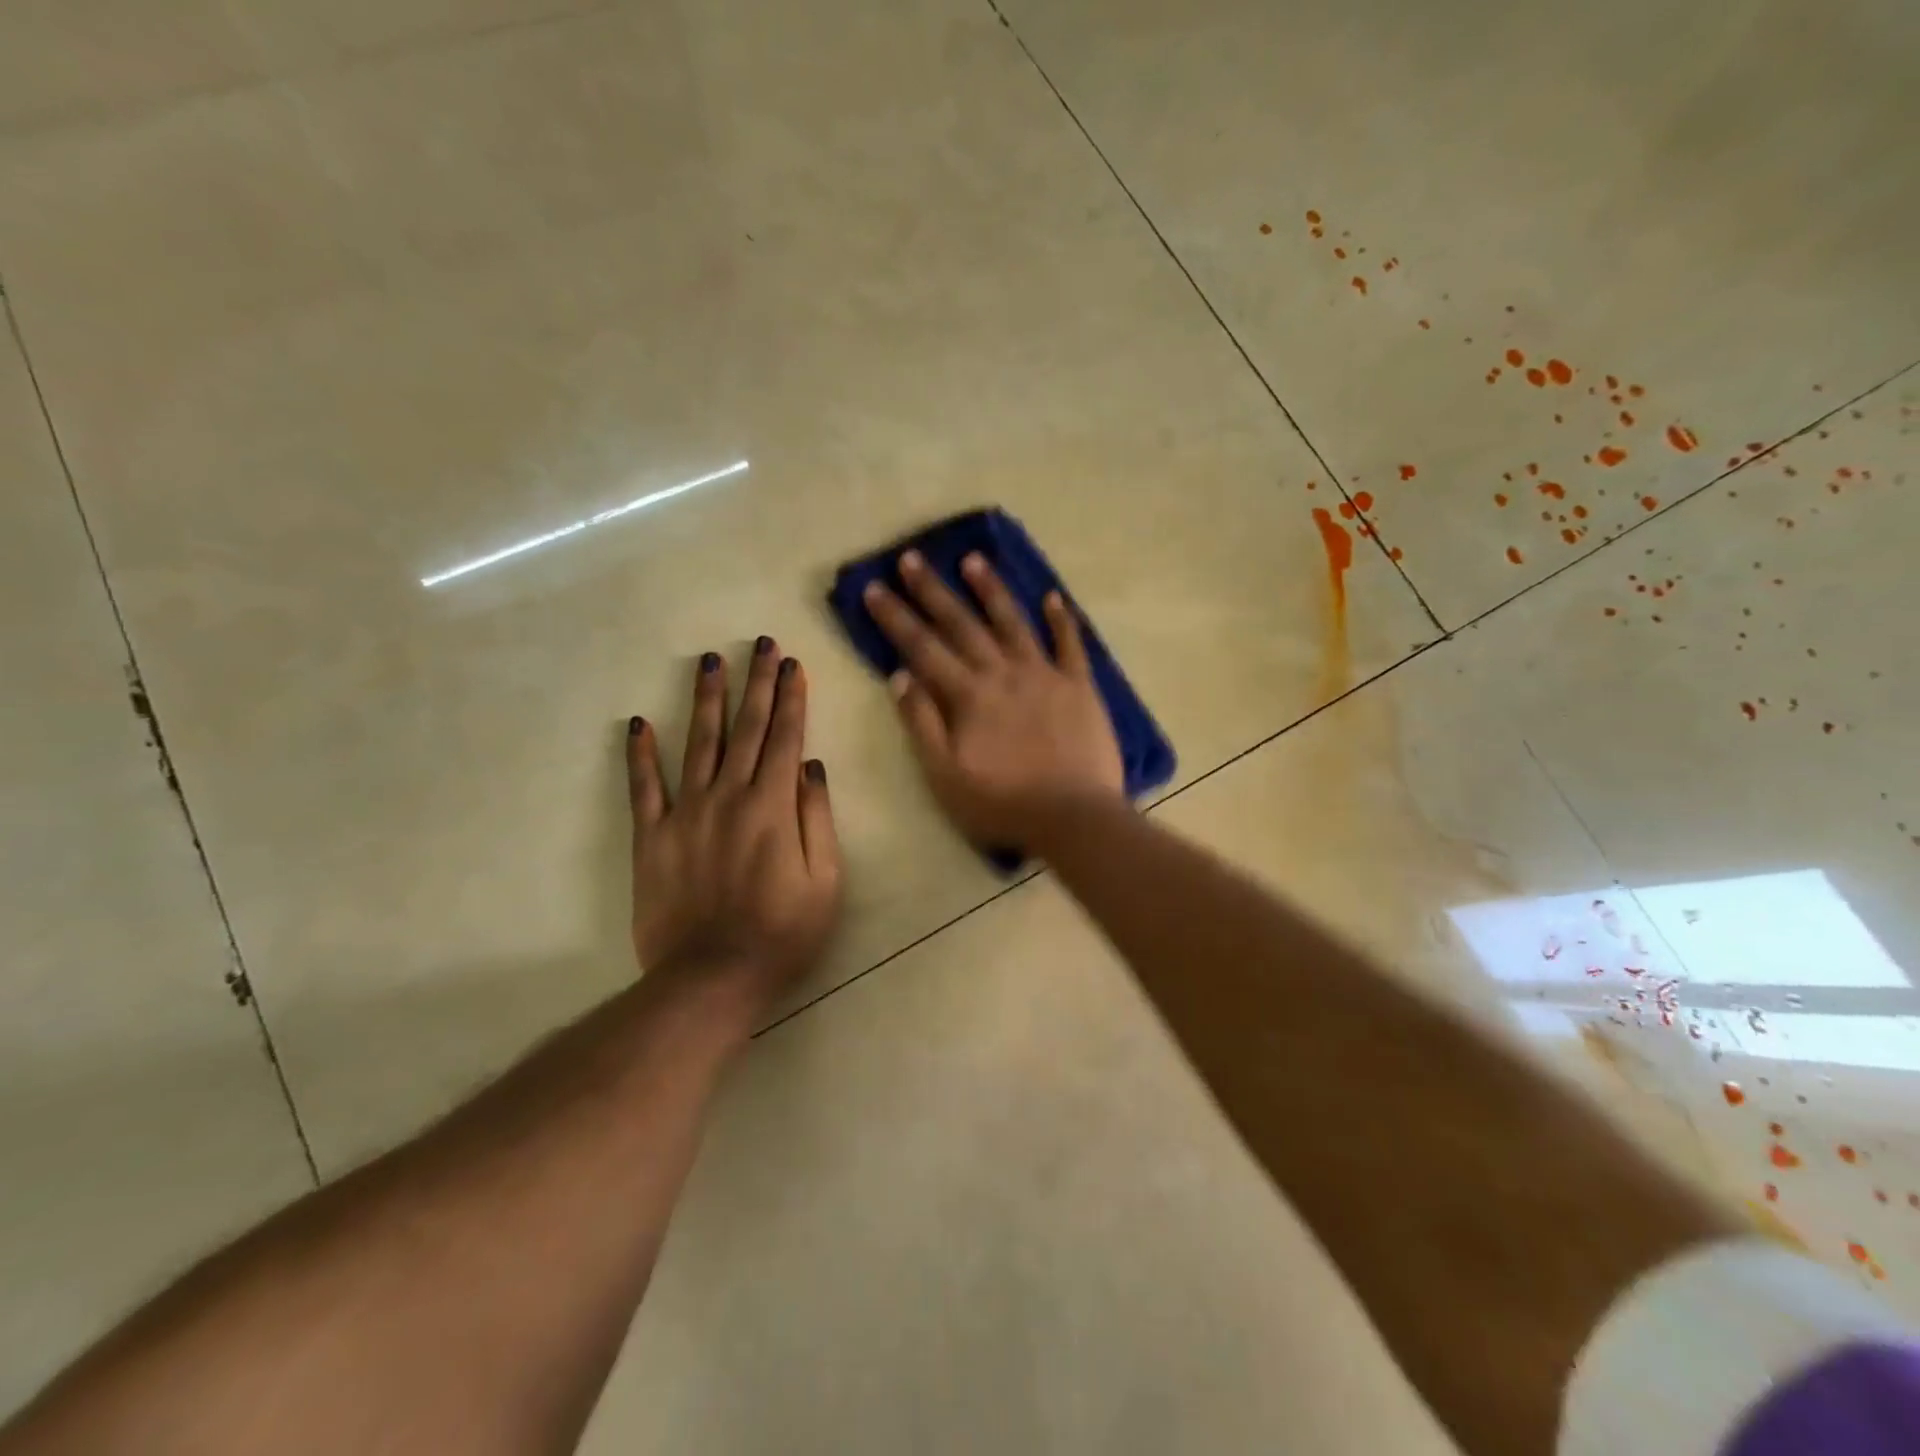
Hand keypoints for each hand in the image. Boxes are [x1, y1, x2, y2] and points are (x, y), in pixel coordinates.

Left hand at [626, 638, 841, 1013]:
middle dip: (755, 682)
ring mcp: (686, 813)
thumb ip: (817, 818)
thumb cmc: (782, 933)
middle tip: (759, 644)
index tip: (792, 664)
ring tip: (709, 662)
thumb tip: (810, 766)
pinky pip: (643, 788)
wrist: (711, 979)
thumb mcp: (825, 881)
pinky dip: (639, 755)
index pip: (784, 737)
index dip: (790, 698)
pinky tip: (638, 723)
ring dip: (706, 700)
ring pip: (698, 744)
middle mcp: (728, 796)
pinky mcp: (652, 837)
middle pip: (745, 729)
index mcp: (773, 806)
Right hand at [863, 551, 1124, 848]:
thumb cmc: (1003, 804)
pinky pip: (1070, 645)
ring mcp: (1044, 675)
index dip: (895, 616)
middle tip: (912, 557)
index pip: (922, 647)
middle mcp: (1003, 673)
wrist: (1074, 818)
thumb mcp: (945, 775)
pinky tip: (1053, 597)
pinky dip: (1062, 620)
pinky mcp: (1080, 687)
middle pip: (962, 624)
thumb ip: (921, 723)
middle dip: (933, 590)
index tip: (874, 587)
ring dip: (991, 590)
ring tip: (974, 560)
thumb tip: (899, 676)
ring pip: (1013, 622)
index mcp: (968, 695)